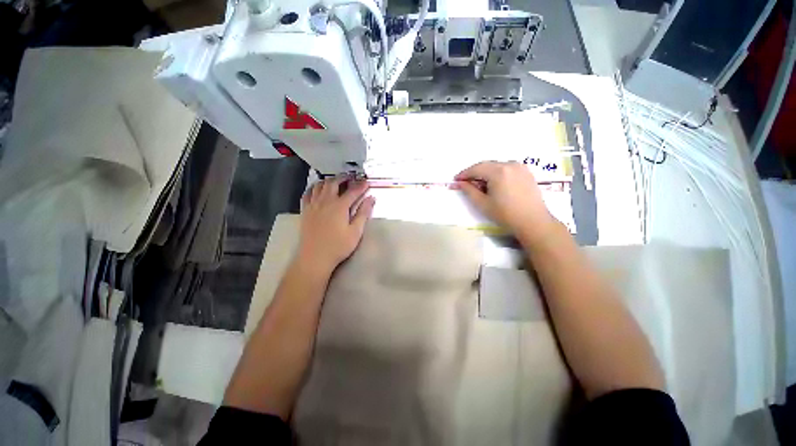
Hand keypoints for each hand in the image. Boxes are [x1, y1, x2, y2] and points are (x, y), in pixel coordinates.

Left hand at [297, 177, 375, 274]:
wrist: (315, 257)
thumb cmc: (338, 246)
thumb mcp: (355, 232)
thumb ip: (363, 214)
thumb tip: (371, 199)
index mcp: (339, 206)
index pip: (352, 191)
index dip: (361, 186)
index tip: (367, 182)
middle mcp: (325, 201)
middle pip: (333, 183)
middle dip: (343, 177)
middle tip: (351, 177)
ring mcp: (313, 205)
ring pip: (319, 185)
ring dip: (329, 180)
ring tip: (335, 181)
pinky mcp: (305, 210)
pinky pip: (307, 193)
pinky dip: (314, 187)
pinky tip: (317, 189)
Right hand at [453, 161, 557, 244]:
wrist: (533, 221)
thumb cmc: (505, 214)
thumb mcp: (483, 204)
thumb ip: (469, 191)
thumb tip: (460, 183)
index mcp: (498, 171)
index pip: (476, 168)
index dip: (464, 174)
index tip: (456, 179)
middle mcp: (510, 164)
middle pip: (487, 165)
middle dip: (475, 172)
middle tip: (465, 182)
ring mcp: (520, 167)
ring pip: (497, 166)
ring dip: (486, 173)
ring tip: (480, 184)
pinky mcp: (527, 172)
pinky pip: (507, 168)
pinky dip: (498, 173)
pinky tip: (495, 183)